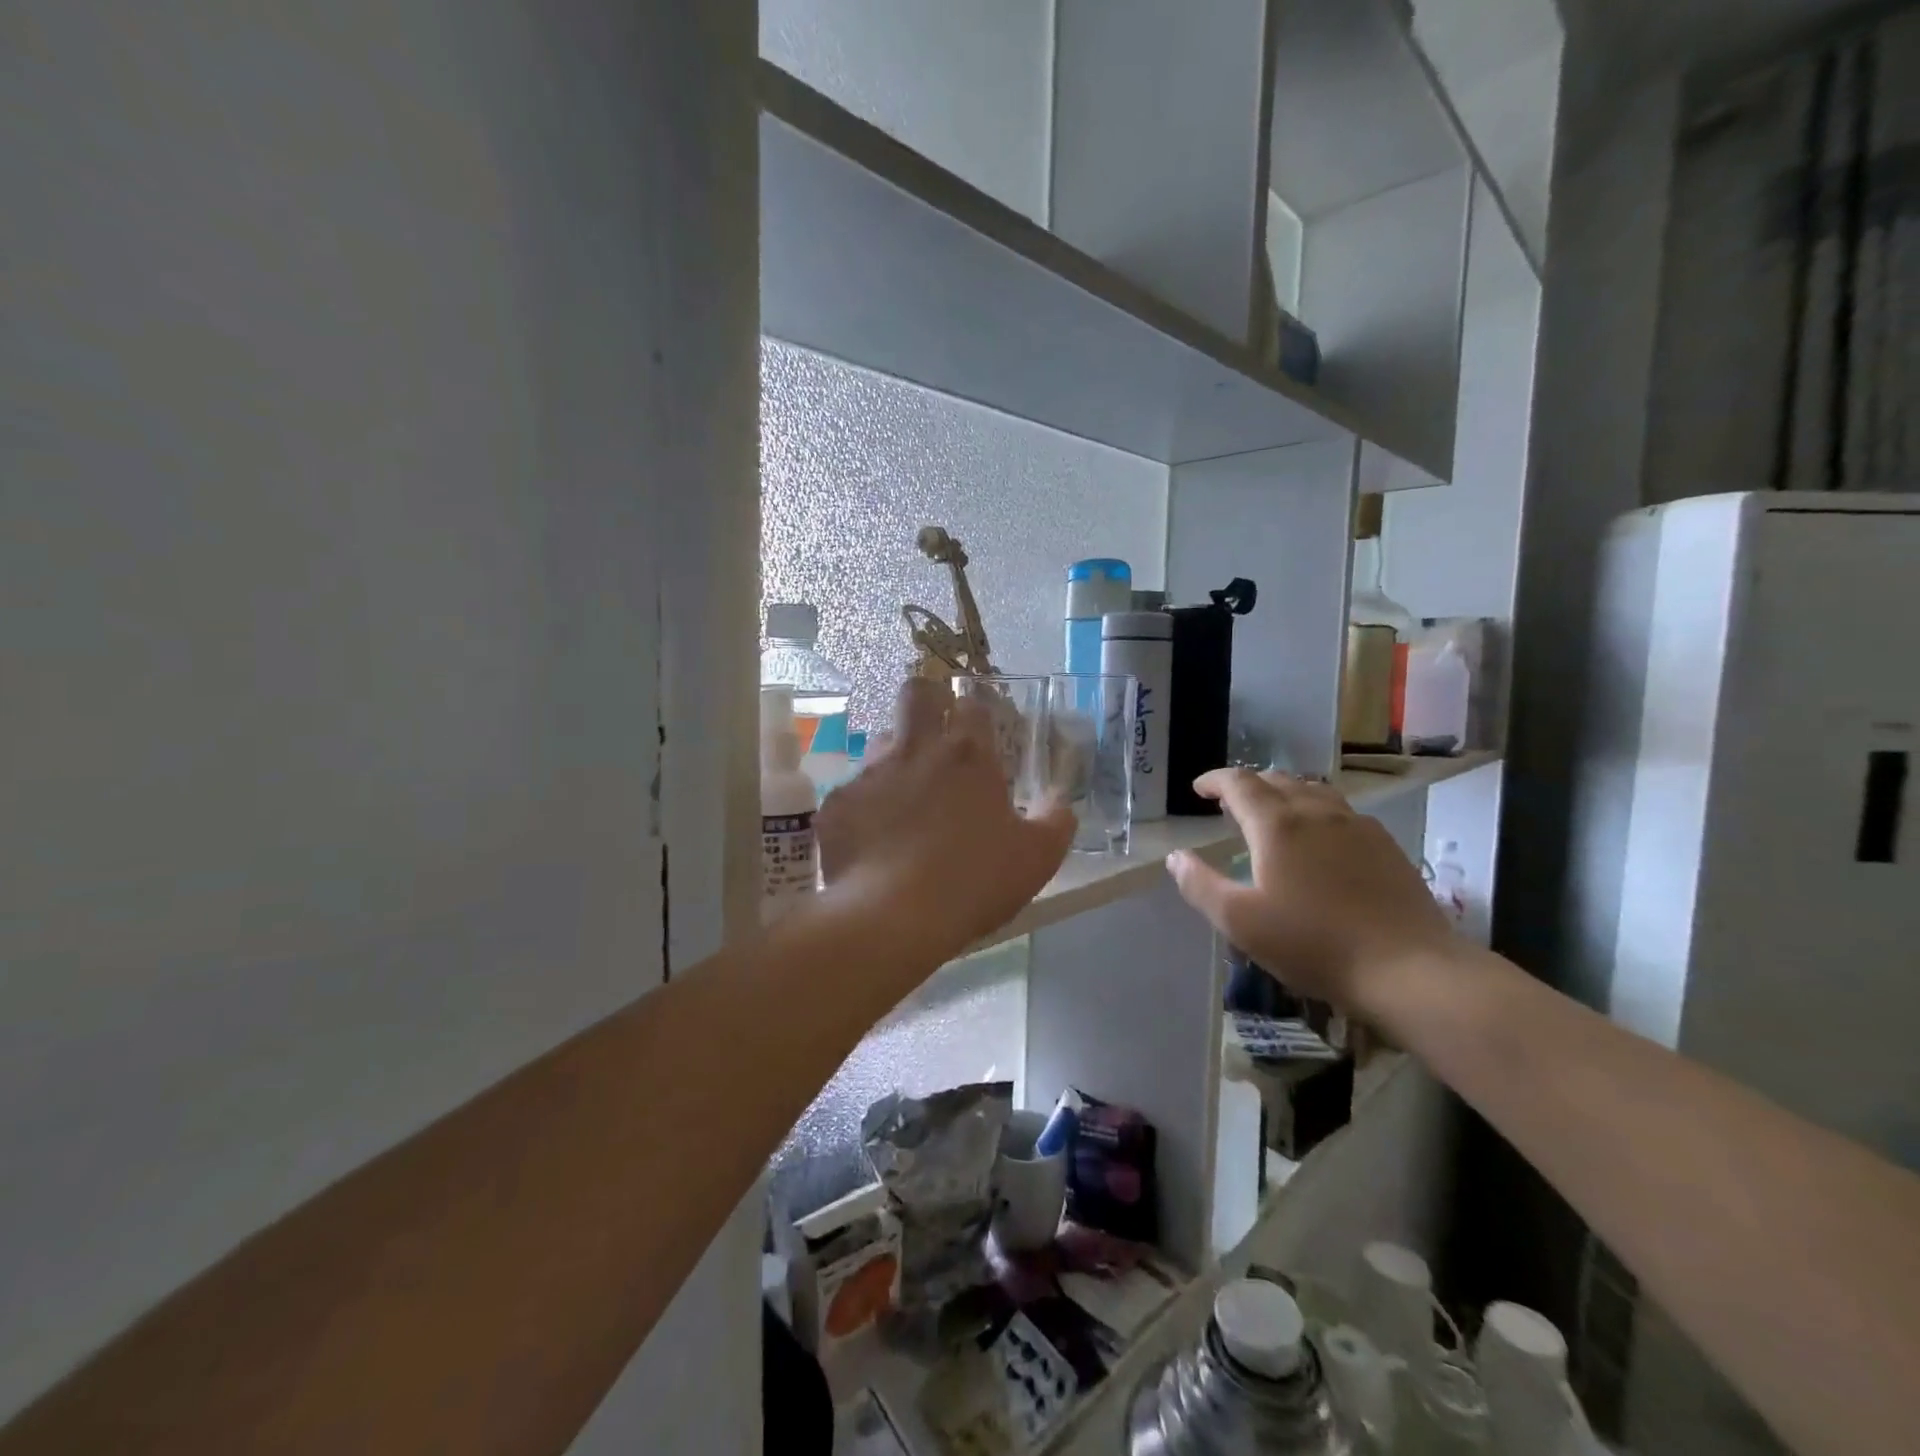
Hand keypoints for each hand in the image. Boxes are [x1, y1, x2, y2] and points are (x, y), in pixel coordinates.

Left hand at [815, 679, 1074, 969]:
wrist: (891, 917)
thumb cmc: (973, 881)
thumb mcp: (1035, 858)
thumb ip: (1055, 822)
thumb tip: (1060, 803)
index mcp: (968, 755)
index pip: (974, 704)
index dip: (978, 713)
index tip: (982, 734)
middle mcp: (915, 749)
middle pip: (916, 692)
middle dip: (926, 699)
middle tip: (935, 732)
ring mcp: (870, 773)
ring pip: (880, 741)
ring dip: (895, 757)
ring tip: (904, 797)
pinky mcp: (837, 803)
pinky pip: (853, 792)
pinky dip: (866, 807)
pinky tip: (873, 839)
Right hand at [1165, 769, 1455, 1015]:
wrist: (1408, 968)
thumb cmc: (1313, 944)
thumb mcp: (1240, 922)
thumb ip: (1200, 885)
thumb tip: (1176, 857)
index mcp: (1277, 824)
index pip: (1239, 783)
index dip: (1214, 781)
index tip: (1199, 790)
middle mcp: (1316, 812)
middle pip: (1277, 779)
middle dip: (1248, 786)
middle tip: (1230, 806)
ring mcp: (1356, 825)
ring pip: (1313, 791)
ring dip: (1284, 794)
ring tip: (1273, 816)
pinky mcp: (1385, 845)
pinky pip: (1341, 812)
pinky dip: (1316, 812)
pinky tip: (1320, 841)